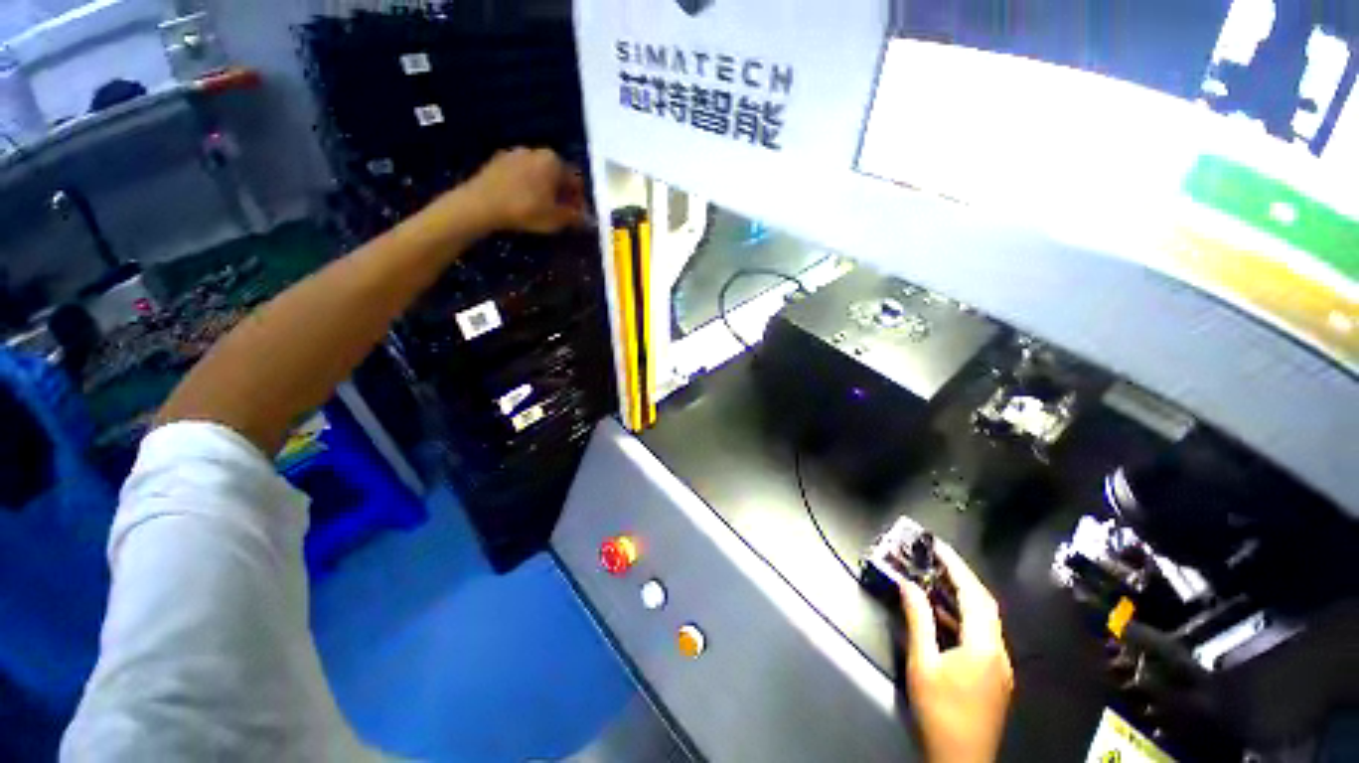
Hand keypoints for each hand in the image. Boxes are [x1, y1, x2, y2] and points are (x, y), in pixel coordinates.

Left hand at [461, 147, 585, 233]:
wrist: (481, 204)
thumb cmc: (525, 210)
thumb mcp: (556, 219)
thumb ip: (575, 217)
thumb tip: (586, 218)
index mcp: (554, 161)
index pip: (576, 180)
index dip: (580, 200)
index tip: (578, 216)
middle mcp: (536, 151)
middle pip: (557, 174)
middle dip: (562, 193)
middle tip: (562, 213)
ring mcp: (515, 153)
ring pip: (538, 174)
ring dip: (544, 189)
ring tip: (542, 209)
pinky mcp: (497, 161)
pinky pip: (521, 175)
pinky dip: (526, 187)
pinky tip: (523, 203)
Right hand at [900, 541, 1013, 762]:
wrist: (961, 760)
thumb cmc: (940, 711)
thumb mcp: (923, 664)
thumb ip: (918, 620)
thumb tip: (908, 585)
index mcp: (984, 646)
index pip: (974, 595)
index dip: (956, 567)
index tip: (938, 546)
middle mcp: (999, 651)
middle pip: (985, 604)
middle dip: (962, 577)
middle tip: (937, 557)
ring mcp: (1001, 666)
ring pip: (986, 620)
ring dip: (963, 597)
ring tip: (936, 579)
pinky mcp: (996, 676)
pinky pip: (983, 635)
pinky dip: (964, 617)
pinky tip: (945, 616)